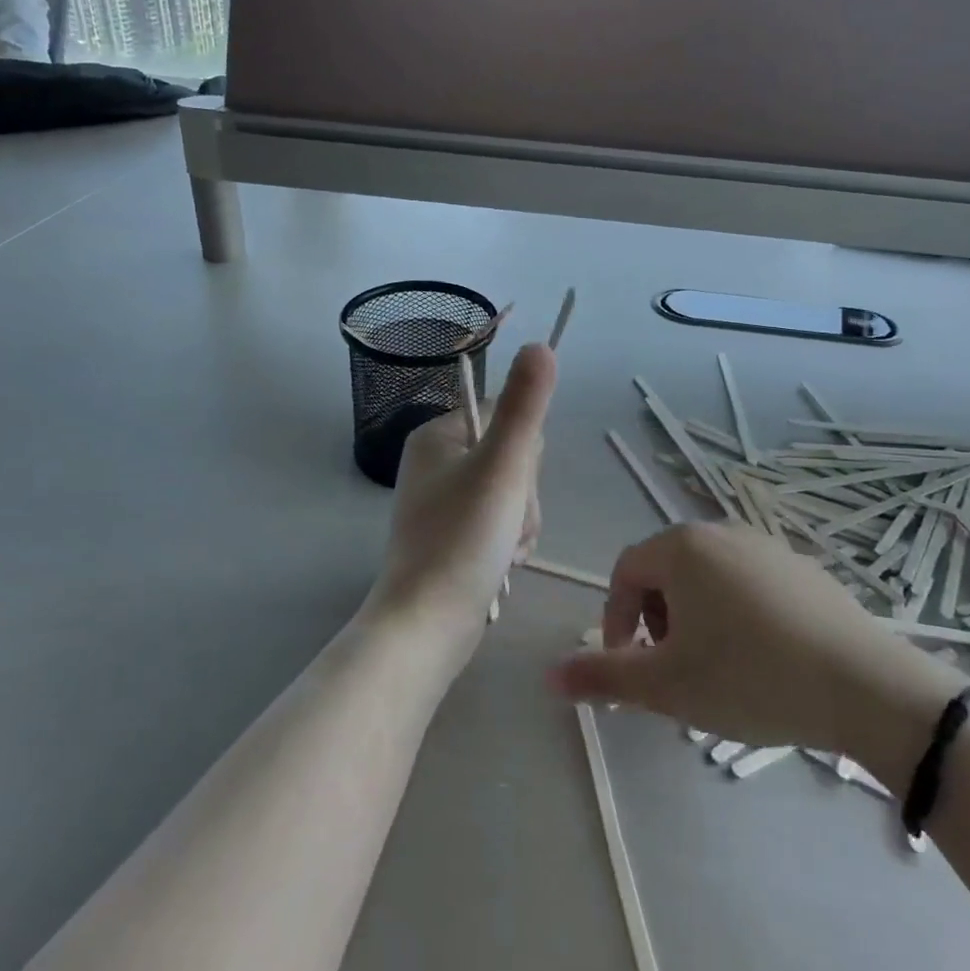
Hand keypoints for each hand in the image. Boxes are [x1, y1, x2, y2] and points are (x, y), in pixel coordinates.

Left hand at [363, 344, 556, 676]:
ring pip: (514, 493)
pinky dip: (511, 542)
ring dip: (522, 522)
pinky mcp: (455, 534)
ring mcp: (445, 500)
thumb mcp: (502, 465)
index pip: (507, 416)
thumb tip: (541, 345)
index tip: (512, 481)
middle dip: (524, 495)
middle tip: (506, 523)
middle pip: (514, 456)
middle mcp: (438, 462)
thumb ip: (525, 405)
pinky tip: (502, 564)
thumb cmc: (463, 539)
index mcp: (438, 435)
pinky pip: (502, 521)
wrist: (428, 625)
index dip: (524, 450)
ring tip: (503, 551)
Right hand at [549, 523, 966, 783]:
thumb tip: (548, 674)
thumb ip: (603, 677)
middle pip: (665, 571)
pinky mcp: (802, 567)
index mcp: (681, 547)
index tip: (628, 667)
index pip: (625, 573)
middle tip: (671, 670)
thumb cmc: (749, 678)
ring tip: (713, 668)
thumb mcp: (666, 686)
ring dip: (694, 618)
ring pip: (707, 577)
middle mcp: (720, 531)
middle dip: (655, 620)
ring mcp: (766, 544)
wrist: (864, 685)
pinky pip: (748, 582)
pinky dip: (735, 613)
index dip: (616, 620)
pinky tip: (761, 659)